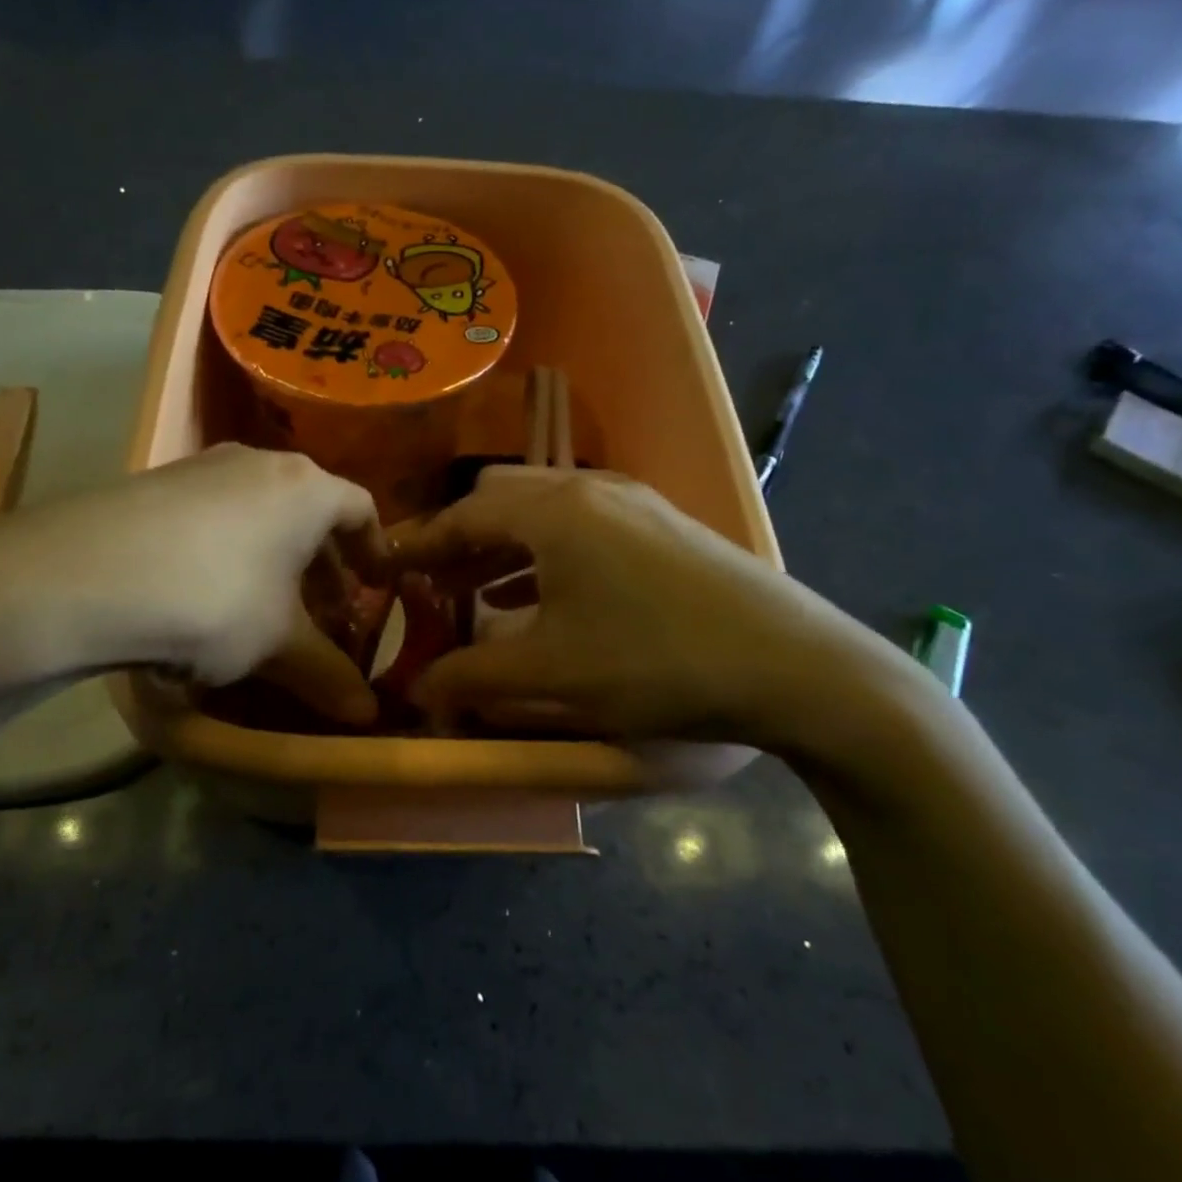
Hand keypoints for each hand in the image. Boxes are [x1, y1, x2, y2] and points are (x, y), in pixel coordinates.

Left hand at [0, 445, 385, 723]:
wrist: (82, 574)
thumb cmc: (214, 598)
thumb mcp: (279, 644)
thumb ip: (328, 675)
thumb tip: (367, 717)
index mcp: (306, 488)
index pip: (362, 509)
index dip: (376, 550)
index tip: (377, 586)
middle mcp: (258, 463)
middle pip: (310, 511)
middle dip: (323, 563)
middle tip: (326, 610)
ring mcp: (201, 468)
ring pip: (259, 513)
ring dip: (275, 558)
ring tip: (267, 608)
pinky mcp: (154, 484)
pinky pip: (213, 517)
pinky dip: (229, 552)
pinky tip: (206, 595)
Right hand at [394, 467, 924, 754]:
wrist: (796, 666)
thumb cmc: (657, 662)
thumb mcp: (552, 675)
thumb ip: (471, 677)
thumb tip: (418, 690)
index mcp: (554, 510)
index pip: (463, 515)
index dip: (418, 545)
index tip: (385, 570)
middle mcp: (590, 490)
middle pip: (502, 500)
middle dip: (460, 541)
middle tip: (434, 587)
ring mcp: (634, 504)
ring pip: (544, 514)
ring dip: (503, 549)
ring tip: (476, 596)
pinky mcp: (664, 527)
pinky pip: (582, 529)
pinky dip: (546, 556)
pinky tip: (542, 599)